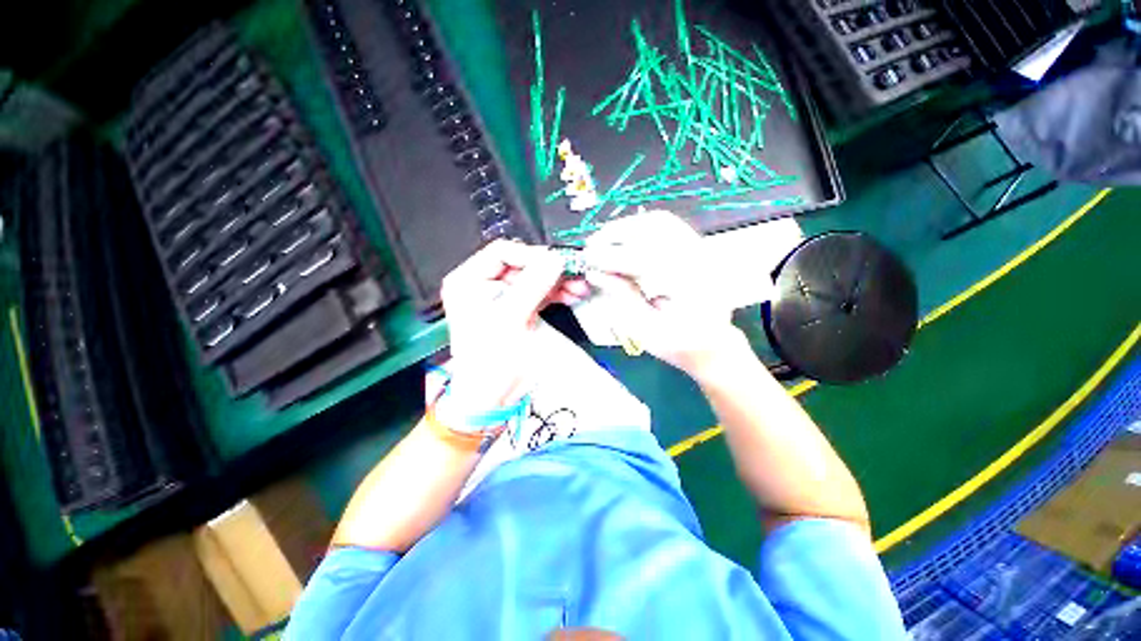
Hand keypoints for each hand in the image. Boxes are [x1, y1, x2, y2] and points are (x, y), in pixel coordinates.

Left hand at [441, 240, 586, 416]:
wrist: (493, 396)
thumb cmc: (490, 359)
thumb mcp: (509, 319)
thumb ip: (532, 286)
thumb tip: (555, 259)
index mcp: (469, 281)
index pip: (501, 253)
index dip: (530, 256)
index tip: (555, 264)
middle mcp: (485, 285)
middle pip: (522, 265)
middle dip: (549, 270)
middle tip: (574, 274)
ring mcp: (505, 297)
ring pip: (535, 279)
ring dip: (558, 282)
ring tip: (579, 287)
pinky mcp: (520, 310)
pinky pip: (541, 294)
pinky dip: (557, 293)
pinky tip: (573, 295)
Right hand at [582, 210, 744, 376]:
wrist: (713, 344)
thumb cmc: (679, 344)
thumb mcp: (647, 329)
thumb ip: (622, 298)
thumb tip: (595, 273)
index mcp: (690, 285)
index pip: (644, 258)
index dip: (611, 257)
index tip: (588, 260)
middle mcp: (700, 259)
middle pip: (654, 229)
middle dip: (616, 234)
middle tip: (592, 245)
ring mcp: (701, 250)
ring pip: (660, 221)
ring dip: (627, 226)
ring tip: (604, 239)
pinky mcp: (697, 247)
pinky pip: (667, 225)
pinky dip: (641, 227)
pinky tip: (624, 237)